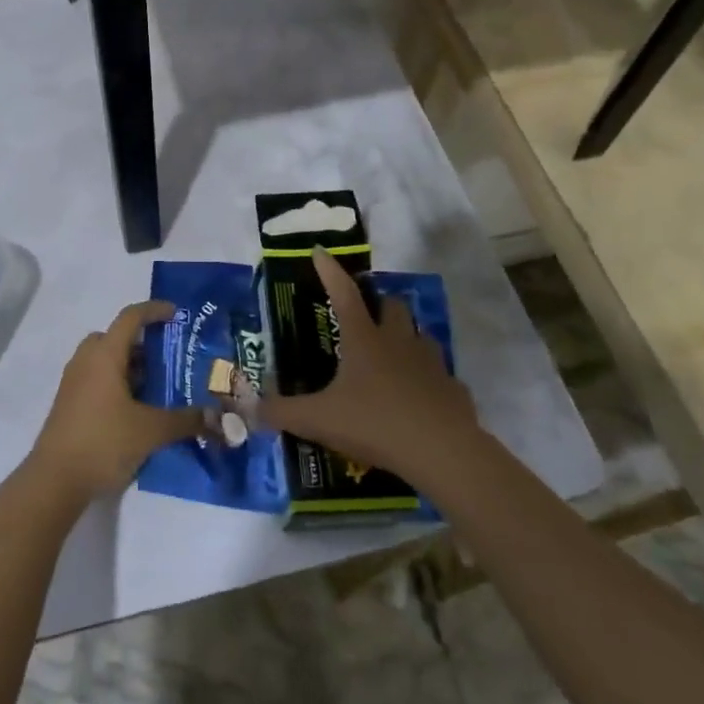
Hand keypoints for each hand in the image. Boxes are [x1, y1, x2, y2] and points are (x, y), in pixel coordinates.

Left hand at [26, 301, 206, 503]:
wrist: (54, 480)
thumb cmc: (104, 442)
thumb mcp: (151, 431)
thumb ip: (185, 420)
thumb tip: (217, 416)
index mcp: (104, 355)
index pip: (130, 318)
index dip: (154, 311)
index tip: (176, 314)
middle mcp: (86, 361)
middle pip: (114, 337)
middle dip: (141, 342)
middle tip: (166, 357)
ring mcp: (73, 383)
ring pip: (104, 360)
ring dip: (129, 365)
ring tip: (157, 386)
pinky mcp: (69, 404)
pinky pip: (96, 379)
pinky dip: (117, 383)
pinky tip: (136, 410)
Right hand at [260, 249, 480, 485]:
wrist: (441, 451)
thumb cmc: (375, 423)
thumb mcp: (318, 420)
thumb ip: (282, 412)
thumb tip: (251, 408)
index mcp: (364, 340)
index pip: (343, 293)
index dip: (330, 271)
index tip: (320, 251)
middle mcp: (399, 342)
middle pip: (392, 305)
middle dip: (379, 303)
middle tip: (365, 316)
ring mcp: (431, 363)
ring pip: (420, 335)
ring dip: (406, 337)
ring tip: (392, 354)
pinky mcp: (452, 388)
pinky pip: (439, 375)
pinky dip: (427, 379)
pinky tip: (417, 398)